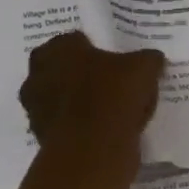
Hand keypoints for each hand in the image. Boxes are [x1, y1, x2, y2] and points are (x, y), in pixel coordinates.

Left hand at [18, 32, 164, 179]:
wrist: (93, 148)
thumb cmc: (114, 95)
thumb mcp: (144, 68)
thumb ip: (148, 59)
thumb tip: (153, 58)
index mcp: (58, 49)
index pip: (76, 40)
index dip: (96, 49)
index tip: (114, 60)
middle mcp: (38, 74)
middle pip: (64, 68)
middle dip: (82, 74)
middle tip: (110, 82)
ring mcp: (35, 107)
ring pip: (62, 97)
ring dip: (78, 101)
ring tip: (109, 109)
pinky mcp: (41, 134)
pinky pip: (65, 123)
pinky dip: (79, 124)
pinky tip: (103, 129)